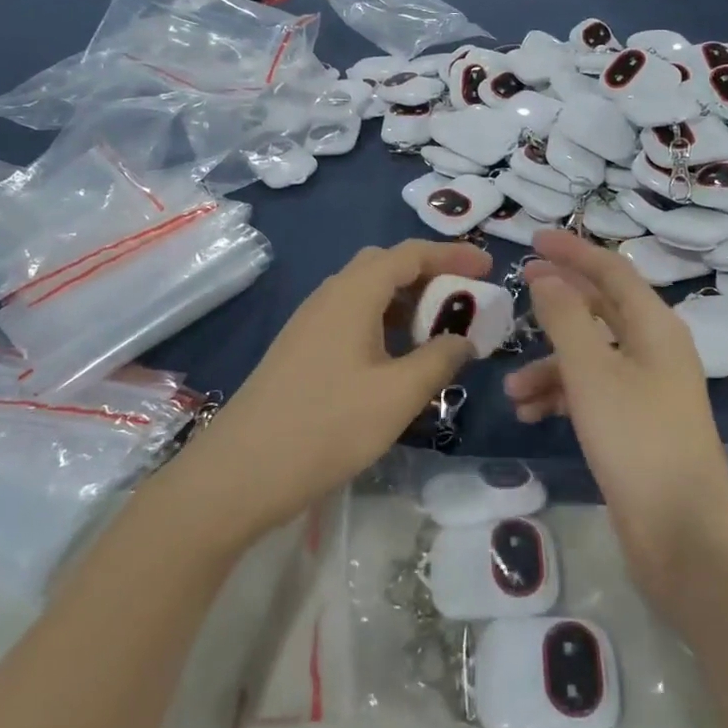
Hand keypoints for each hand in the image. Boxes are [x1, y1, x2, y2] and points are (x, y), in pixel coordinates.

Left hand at [190, 241, 491, 540]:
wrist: (239, 473)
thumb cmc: (326, 426)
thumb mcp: (397, 396)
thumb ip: (439, 360)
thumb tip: (464, 340)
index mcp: (353, 293)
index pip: (410, 254)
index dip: (452, 255)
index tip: (489, 269)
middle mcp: (329, 296)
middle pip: (385, 266)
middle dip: (429, 275)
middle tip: (464, 299)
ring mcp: (310, 323)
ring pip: (366, 294)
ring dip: (406, 302)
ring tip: (439, 332)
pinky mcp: (300, 350)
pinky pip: (351, 319)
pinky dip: (384, 324)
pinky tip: (397, 360)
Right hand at [505, 231, 727, 602]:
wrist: (683, 533)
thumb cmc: (636, 438)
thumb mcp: (591, 371)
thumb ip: (565, 317)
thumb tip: (547, 278)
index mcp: (654, 326)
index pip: (611, 270)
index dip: (573, 251)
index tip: (533, 239)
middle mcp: (655, 350)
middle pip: (601, 309)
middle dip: (558, 303)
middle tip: (518, 290)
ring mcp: (648, 390)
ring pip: (590, 357)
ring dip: (549, 365)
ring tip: (512, 391)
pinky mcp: (636, 425)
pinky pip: (592, 393)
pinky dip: (561, 397)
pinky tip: (532, 416)